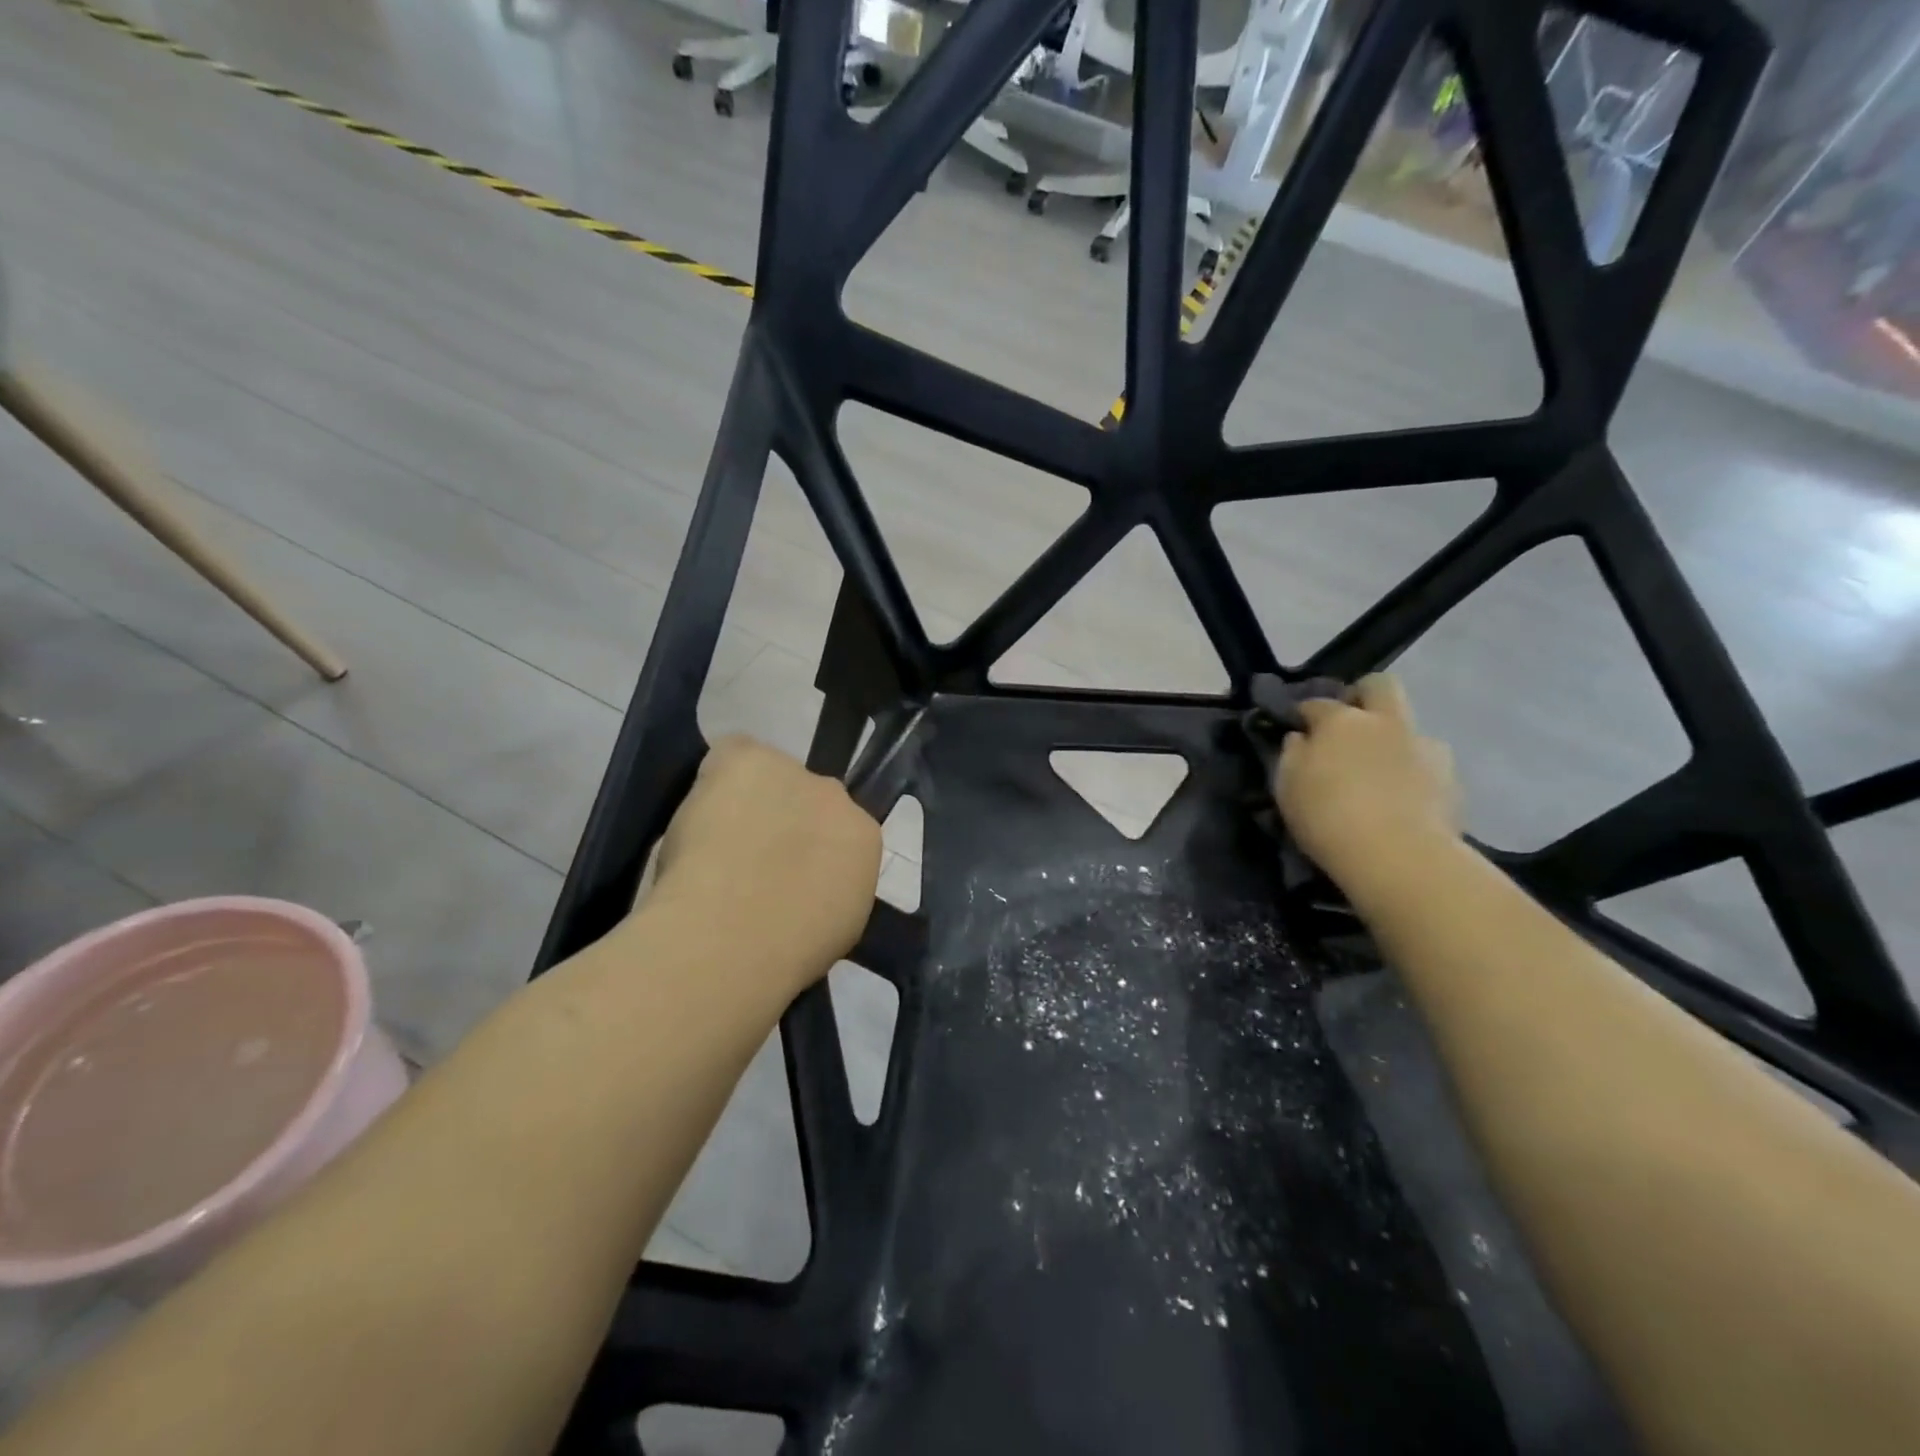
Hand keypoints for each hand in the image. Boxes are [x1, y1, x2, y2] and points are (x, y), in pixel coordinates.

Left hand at [650, 736, 881, 992]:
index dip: (809, 848)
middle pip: (808, 798)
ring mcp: (794, 774)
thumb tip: (807, 886)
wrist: (734, 936)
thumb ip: (830, 889)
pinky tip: (701, 812)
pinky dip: (717, 776)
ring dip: (750, 800)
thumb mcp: (835, 928)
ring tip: (715, 841)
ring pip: (769, 776)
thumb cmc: (786, 952)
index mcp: (865, 839)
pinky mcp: (749, 758)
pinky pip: (733, 754)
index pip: (840, 829)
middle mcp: (837, 798)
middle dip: (783, 820)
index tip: (783, 872)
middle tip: (748, 857)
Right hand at [1274, 674, 1459, 891]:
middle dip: (1363, 695)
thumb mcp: (1288, 787)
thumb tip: (1301, 737)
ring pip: (1408, 726)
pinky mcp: (1452, 777)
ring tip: (1379, 770)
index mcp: (1340, 721)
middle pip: (1379, 686)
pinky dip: (1414, 771)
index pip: (1317, 703)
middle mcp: (1385, 722)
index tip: (1298, 727)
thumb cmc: (1327, 817)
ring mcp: (1424, 746)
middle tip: (1349, 722)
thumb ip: (1292, 754)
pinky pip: (1427, 763)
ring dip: (1393, 738)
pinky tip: (1403, 796)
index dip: (1305, 713)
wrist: (1398, 855)